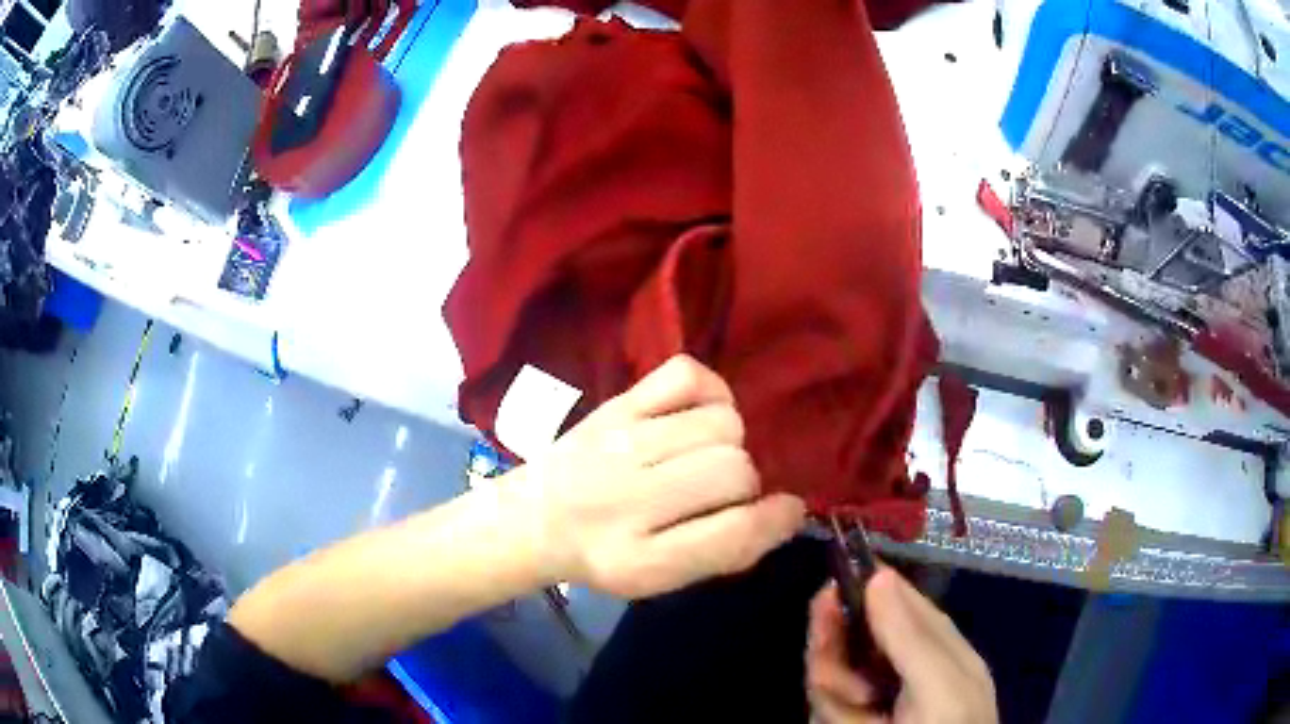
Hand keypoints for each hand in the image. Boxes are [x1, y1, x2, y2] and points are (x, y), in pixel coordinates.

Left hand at [506, 355, 805, 598]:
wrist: (531, 518)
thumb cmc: (604, 554)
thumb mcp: (659, 577)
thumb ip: (722, 551)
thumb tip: (786, 511)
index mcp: (640, 561)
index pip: (733, 533)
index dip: (775, 520)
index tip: (786, 511)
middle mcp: (628, 500)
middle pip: (734, 470)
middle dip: (743, 484)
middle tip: (717, 493)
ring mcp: (620, 441)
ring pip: (721, 424)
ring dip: (728, 442)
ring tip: (703, 456)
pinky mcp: (615, 404)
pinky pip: (687, 375)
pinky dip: (709, 393)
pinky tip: (698, 416)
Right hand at [806, 569, 997, 723]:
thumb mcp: (941, 688)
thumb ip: (912, 638)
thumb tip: (879, 576)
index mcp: (941, 649)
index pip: (903, 605)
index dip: (870, 590)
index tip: (833, 585)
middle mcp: (905, 669)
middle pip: (859, 637)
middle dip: (837, 645)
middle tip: (821, 649)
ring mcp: (875, 698)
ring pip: (835, 672)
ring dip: (833, 686)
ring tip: (854, 710)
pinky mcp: (849, 719)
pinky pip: (827, 704)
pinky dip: (831, 708)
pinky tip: (846, 719)